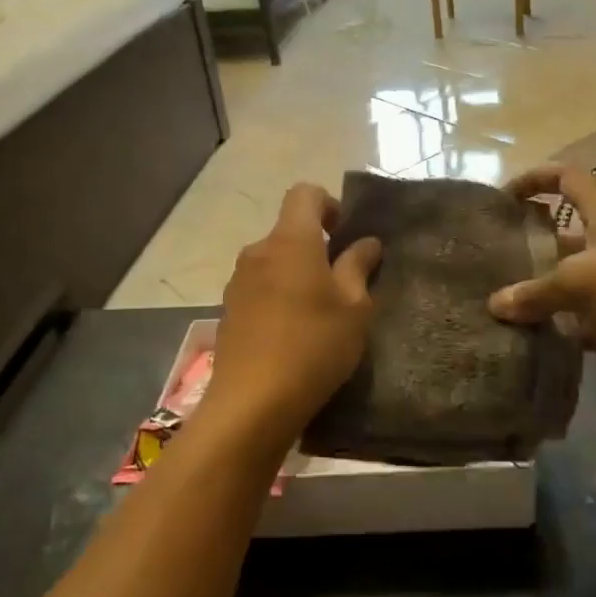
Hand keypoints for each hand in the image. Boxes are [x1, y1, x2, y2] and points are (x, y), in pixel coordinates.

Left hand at [208, 184, 382, 445]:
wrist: (251, 403)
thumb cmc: (313, 346)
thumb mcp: (354, 308)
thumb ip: (359, 267)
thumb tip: (367, 242)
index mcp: (291, 240)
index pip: (304, 193)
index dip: (328, 204)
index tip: (345, 235)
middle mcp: (258, 251)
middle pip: (289, 230)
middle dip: (316, 246)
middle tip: (342, 282)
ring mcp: (238, 281)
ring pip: (274, 261)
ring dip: (296, 273)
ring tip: (319, 312)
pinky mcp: (229, 310)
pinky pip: (260, 287)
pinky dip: (278, 295)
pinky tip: (292, 332)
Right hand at [491, 165, 595, 398]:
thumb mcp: (582, 283)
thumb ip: (537, 292)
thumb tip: (496, 304)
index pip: (567, 177)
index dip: (535, 178)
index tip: (505, 198)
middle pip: (566, 231)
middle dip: (533, 243)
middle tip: (496, 263)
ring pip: (575, 278)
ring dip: (546, 289)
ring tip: (506, 305)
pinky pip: (588, 315)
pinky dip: (566, 325)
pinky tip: (538, 338)